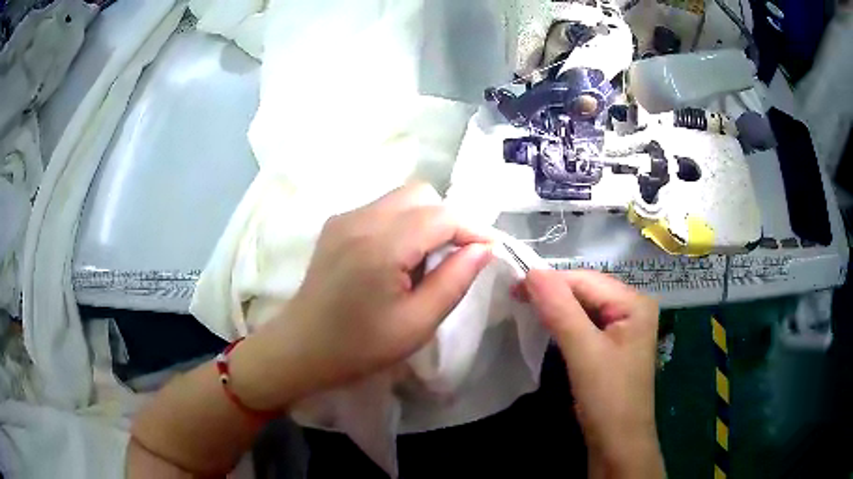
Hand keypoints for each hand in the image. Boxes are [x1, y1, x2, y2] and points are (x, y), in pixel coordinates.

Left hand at [230, 183, 491, 409]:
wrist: (302, 348)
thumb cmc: (360, 346)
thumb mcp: (418, 323)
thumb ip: (455, 280)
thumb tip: (484, 248)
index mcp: (381, 245)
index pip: (442, 216)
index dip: (472, 229)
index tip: (489, 251)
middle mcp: (361, 218)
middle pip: (421, 194)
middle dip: (447, 220)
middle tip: (453, 258)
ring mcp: (344, 217)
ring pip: (402, 198)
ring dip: (424, 221)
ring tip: (421, 263)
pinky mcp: (336, 223)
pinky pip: (382, 208)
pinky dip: (402, 224)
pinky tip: (395, 259)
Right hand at [522, 269, 663, 476]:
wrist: (618, 443)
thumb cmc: (607, 398)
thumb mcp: (584, 352)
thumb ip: (560, 310)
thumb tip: (531, 271)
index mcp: (634, 302)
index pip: (585, 279)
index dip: (549, 281)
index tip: (512, 288)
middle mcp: (633, 307)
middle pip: (586, 290)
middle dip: (552, 293)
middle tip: (514, 298)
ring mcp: (624, 326)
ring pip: (584, 306)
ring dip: (555, 307)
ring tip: (524, 308)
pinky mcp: (612, 344)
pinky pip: (585, 323)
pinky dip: (564, 323)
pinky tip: (547, 326)